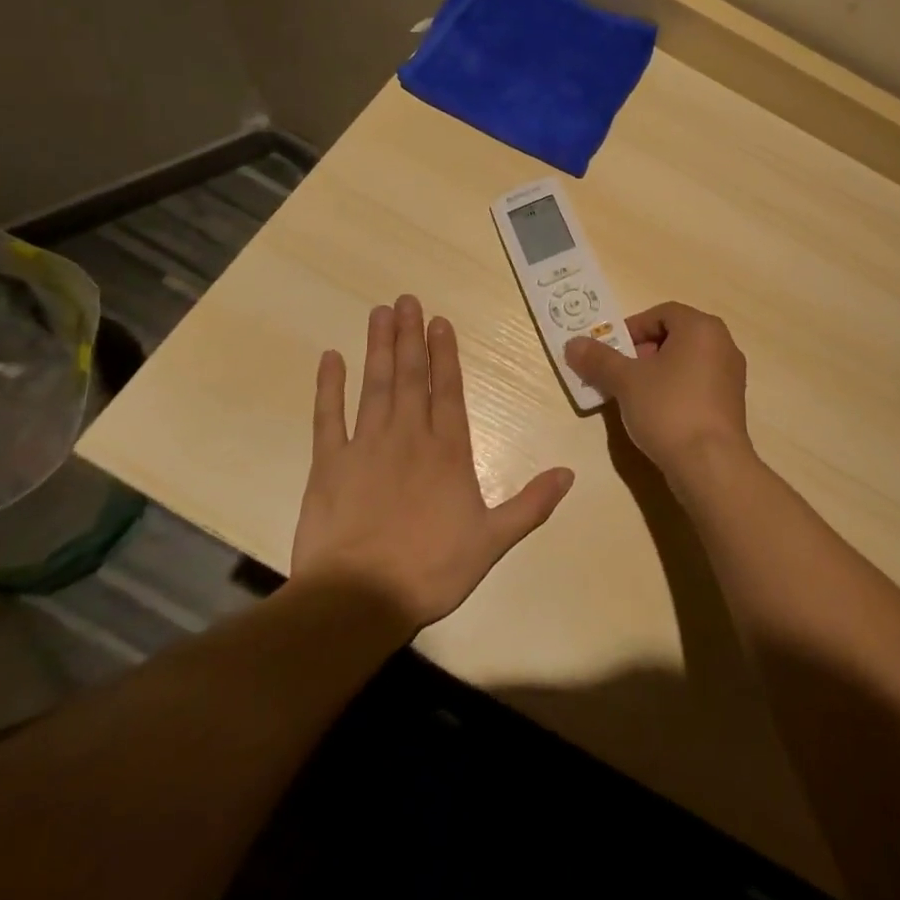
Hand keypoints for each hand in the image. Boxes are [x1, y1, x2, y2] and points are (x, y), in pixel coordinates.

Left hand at [291, 296, 574, 627]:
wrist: (359, 599)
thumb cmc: (431, 568)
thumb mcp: (492, 541)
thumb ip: (531, 504)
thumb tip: (569, 473)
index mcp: (448, 450)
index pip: (449, 390)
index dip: (445, 353)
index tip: (440, 321)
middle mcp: (409, 436)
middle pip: (411, 376)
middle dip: (410, 336)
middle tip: (406, 299)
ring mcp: (366, 446)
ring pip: (375, 385)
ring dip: (378, 347)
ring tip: (380, 312)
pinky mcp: (329, 464)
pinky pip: (329, 416)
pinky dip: (329, 386)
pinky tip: (330, 358)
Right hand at [564, 302, 753, 482]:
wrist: (711, 465)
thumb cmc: (669, 409)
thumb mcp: (626, 381)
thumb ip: (599, 359)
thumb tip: (572, 343)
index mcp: (701, 327)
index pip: (662, 313)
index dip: (632, 328)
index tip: (611, 351)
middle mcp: (723, 344)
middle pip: (674, 336)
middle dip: (642, 352)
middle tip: (620, 374)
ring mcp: (731, 375)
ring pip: (685, 362)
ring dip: (657, 373)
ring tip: (633, 396)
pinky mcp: (731, 404)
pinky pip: (698, 384)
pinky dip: (675, 390)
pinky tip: (657, 415)